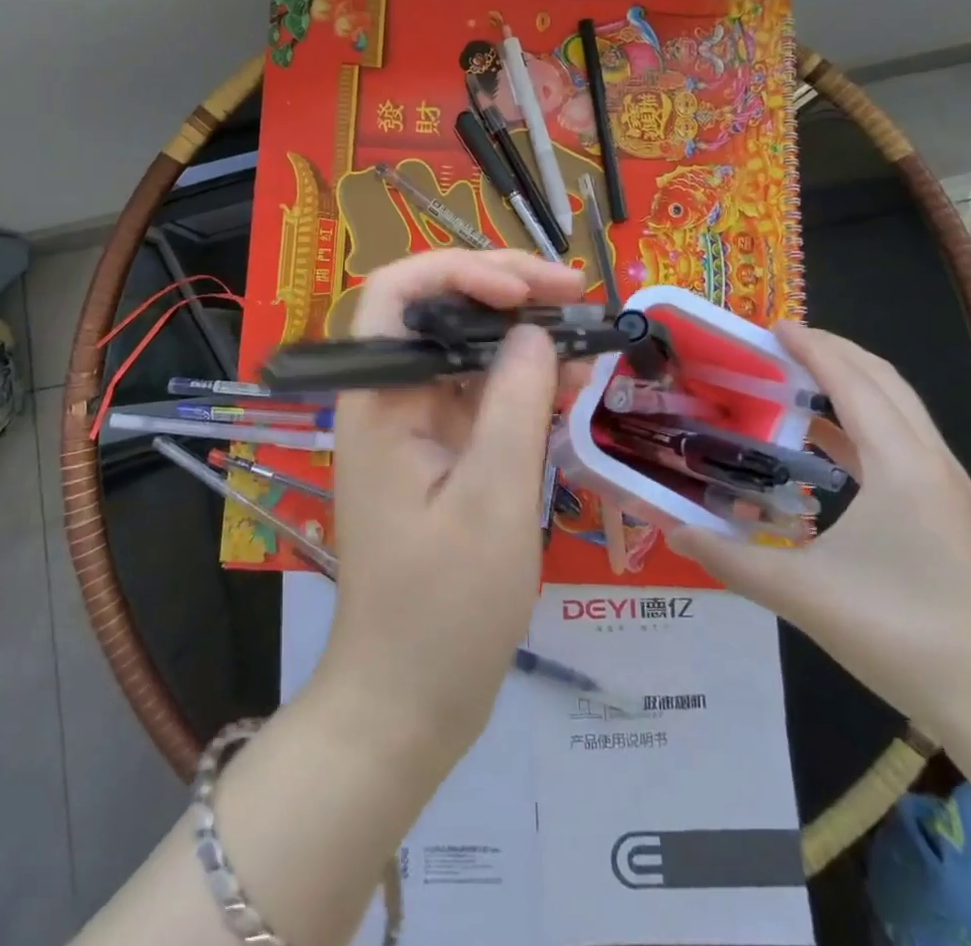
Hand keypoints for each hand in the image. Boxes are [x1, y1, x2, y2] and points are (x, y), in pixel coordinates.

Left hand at [314, 249, 584, 752]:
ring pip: (468, 350)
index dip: (458, 270)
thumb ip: (514, 403)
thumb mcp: (492, 500)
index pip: (397, 293)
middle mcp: (391, 399)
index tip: (525, 291)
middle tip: (576, 291)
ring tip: (590, 334)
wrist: (409, 700)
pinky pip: (483, 395)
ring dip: (526, 335)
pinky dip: (526, 383)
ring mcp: (417, 425)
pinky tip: (573, 381)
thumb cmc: (444, 609)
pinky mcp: (442, 452)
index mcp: (379, 400)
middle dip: (506, 291)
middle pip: (439, 311)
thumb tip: (536, 330)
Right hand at [668, 323, 970, 736]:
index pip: (852, 382)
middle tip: (781, 342)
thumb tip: (671, 531)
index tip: (772, 326)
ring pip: (899, 407)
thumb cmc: (899, 635)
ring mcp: (946, 485)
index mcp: (900, 466)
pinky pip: (902, 438)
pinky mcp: (948, 509)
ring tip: (799, 376)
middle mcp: (929, 461)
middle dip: (834, 351)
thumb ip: (730, 559)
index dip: (812, 348)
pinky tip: (827, 440)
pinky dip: (863, 419)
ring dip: (852, 381)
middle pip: (884, 380)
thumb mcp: (802, 595)